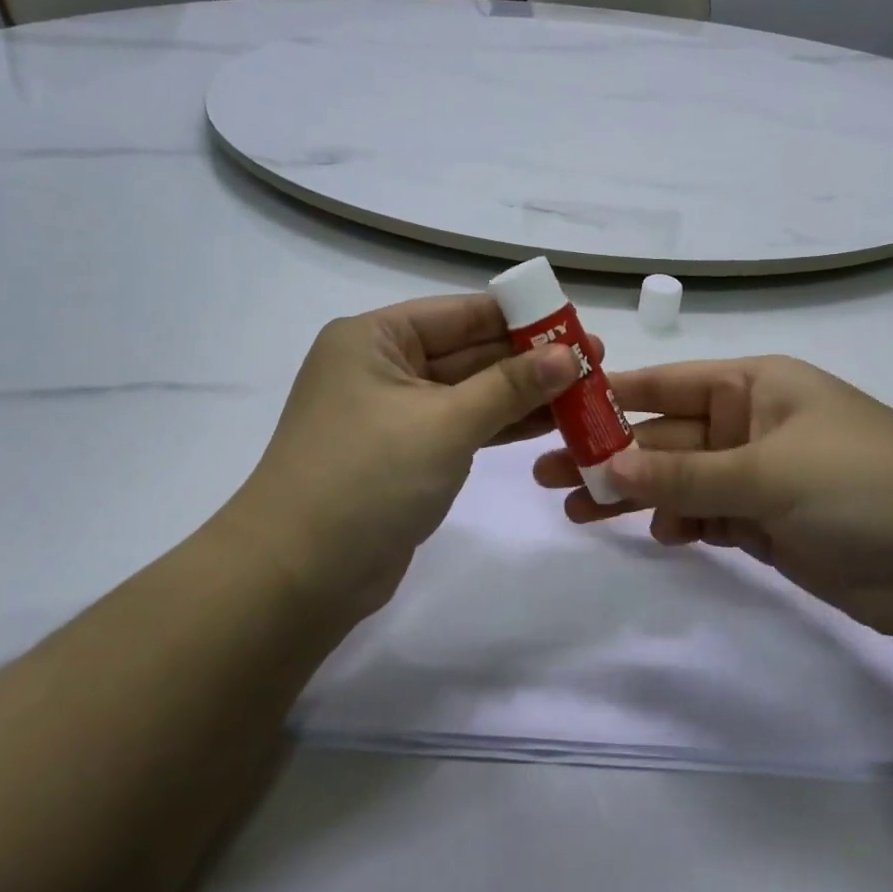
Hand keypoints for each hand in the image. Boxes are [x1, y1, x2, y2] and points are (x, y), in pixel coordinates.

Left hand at [230, 294, 594, 623]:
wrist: (297, 578)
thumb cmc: (366, 478)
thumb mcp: (444, 423)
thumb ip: (510, 386)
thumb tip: (570, 354)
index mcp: (375, 338)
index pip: (461, 314)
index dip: (522, 317)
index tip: (576, 324)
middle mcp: (382, 367)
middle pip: (469, 352)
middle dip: (529, 358)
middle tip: (595, 360)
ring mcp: (394, 414)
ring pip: (470, 392)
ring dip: (523, 394)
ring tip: (587, 391)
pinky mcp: (406, 455)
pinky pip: (463, 427)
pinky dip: (502, 425)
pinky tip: (551, 423)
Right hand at [533, 355, 892, 639]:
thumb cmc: (860, 485)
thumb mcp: (767, 471)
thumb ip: (684, 474)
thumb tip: (605, 467)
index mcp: (754, 385)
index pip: (668, 384)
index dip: (613, 395)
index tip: (557, 409)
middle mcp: (751, 423)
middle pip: (666, 436)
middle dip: (611, 455)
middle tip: (547, 472)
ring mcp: (759, 474)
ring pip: (679, 480)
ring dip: (634, 494)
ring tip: (579, 512)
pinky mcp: (767, 522)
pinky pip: (706, 514)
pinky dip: (679, 522)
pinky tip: (657, 534)